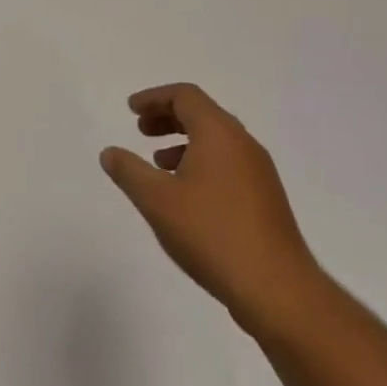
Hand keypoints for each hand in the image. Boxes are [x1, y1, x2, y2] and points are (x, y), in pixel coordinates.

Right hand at [100, 83, 325, 339]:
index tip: (131, 110)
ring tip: (158, 163)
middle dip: (168, 117)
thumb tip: (110, 153)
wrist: (277, 289)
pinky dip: (201, 163)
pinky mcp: (265, 199)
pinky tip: (185, 195)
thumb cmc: (211, 233)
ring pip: (216, 141)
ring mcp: (259, 173)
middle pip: (203, 114)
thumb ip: (129, 171)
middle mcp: (243, 145)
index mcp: (219, 134)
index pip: (186, 96)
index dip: (154, 97)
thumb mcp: (156, 200)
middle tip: (141, 130)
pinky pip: (228, 164)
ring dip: (183, 142)